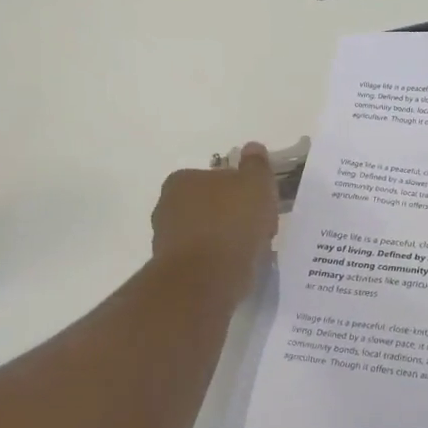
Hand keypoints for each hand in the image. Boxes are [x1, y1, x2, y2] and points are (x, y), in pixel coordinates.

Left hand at [151, 142, 279, 299]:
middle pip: (212, 206)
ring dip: (227, 240)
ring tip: (252, 253)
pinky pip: (204, 259)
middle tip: (260, 229)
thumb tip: (252, 147)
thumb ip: (255, 164)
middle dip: (234, 215)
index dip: (243, 190)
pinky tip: (237, 269)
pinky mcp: (173, 269)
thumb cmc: (231, 223)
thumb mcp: (255, 184)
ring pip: (208, 234)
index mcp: (182, 180)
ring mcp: (166, 240)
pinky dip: (220, 261)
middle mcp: (167, 206)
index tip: (261, 205)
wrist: (206, 279)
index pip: (217, 178)